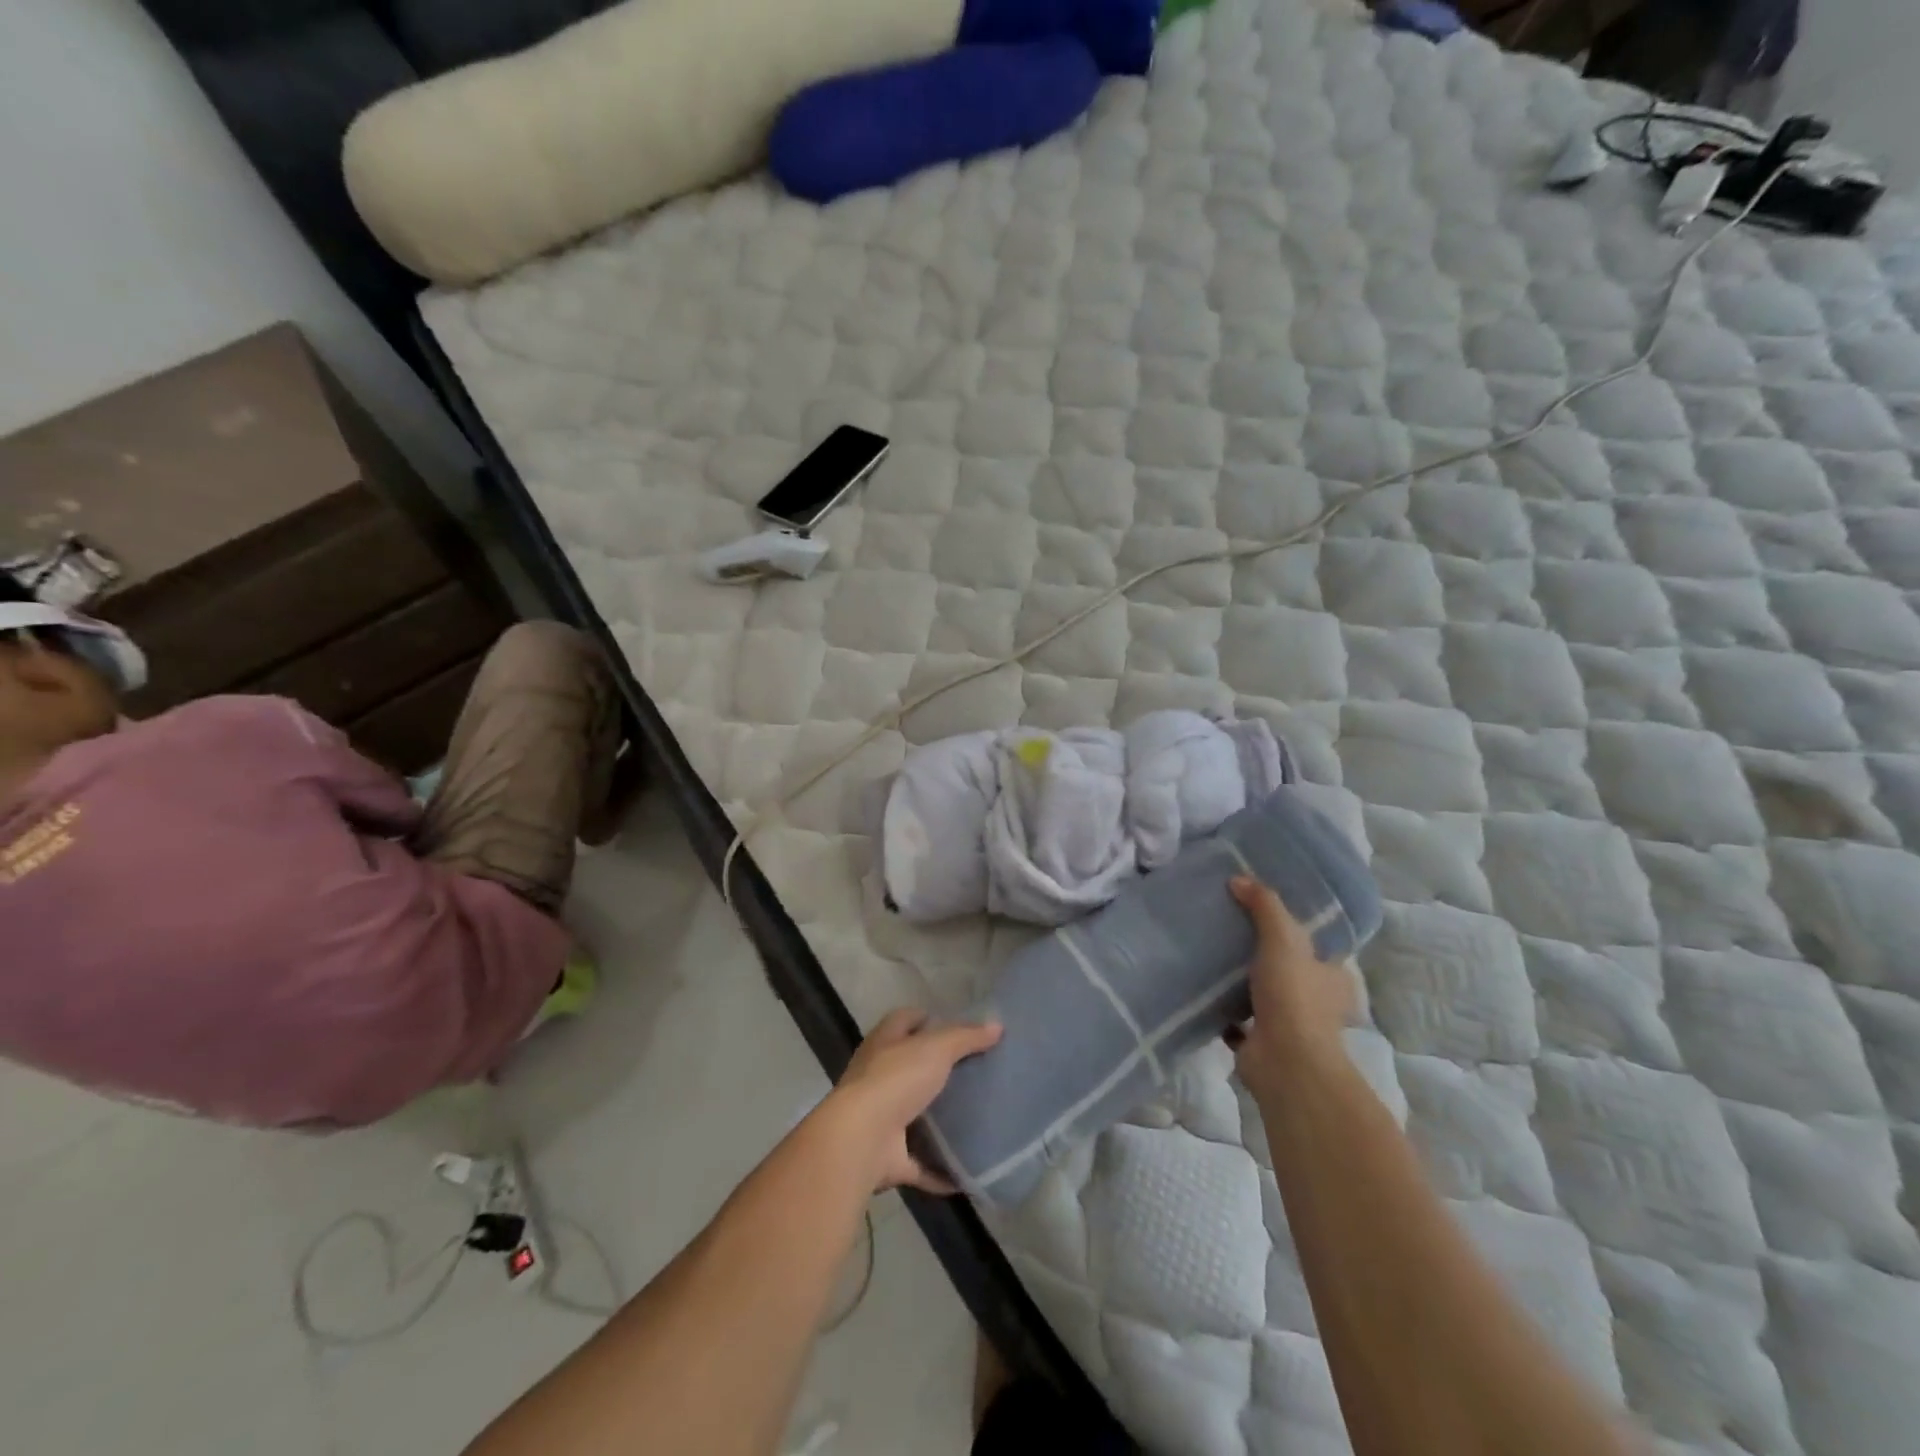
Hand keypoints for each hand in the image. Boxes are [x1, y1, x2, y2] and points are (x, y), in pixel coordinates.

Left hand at [824, 1009, 1002, 1193]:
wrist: (861, 1140)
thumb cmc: (896, 1080)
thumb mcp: (936, 1048)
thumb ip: (966, 1037)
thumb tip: (997, 1025)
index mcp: (884, 1044)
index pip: (903, 1020)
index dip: (926, 1019)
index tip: (956, 1027)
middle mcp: (877, 1078)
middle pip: (909, 1068)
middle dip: (936, 1071)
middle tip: (975, 1074)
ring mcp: (880, 1119)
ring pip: (913, 1116)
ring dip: (937, 1121)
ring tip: (976, 1118)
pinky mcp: (888, 1158)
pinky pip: (920, 1163)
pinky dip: (940, 1169)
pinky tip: (968, 1172)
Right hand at [1227, 875, 1356, 1099]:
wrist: (1284, 1061)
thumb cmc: (1293, 996)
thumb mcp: (1283, 938)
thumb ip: (1264, 906)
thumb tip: (1238, 879)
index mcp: (1331, 977)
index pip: (1318, 948)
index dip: (1298, 931)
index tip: (1266, 914)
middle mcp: (1315, 1001)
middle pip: (1289, 971)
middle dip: (1266, 957)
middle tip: (1230, 930)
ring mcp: (1288, 1025)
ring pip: (1263, 996)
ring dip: (1243, 984)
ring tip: (1212, 957)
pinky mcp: (1260, 1043)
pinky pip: (1238, 1021)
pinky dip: (1224, 1011)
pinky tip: (1203, 992)